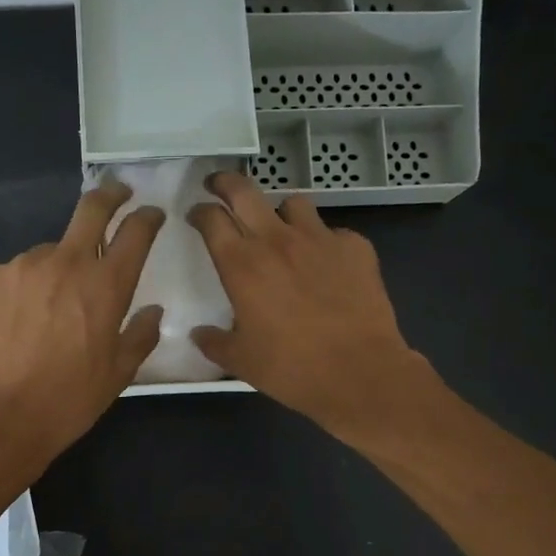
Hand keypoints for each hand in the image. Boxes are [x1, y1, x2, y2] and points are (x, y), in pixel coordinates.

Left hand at [0, 184, 164, 472]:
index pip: (135, 232)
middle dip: (110, 195)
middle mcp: (65, 262)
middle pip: (92, 208)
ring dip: (56, 268)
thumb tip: (153, 311)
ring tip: (47, 312)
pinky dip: (21, 289)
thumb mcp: (119, 374)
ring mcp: (21, 265)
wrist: (1, 418)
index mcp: (106, 285)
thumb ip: (141, 334)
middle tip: (117, 195)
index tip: (151, 214)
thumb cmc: (70, 400)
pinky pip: (13, 274)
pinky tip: (16, 323)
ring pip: (48, 253)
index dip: (147, 217)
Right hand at [187, 172, 432, 440]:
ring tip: (281, 230)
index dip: (199, 211)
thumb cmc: (291, 368)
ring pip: (293, 204)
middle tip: (219, 186)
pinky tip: (326, 264)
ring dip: (280, 213)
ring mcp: (320, 238)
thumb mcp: (241, 362)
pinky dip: (324, 242)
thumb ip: (215, 343)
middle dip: (226, 183)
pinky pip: (333, 232)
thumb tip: (198, 334)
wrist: (359, 372)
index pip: (212, 219)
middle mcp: (277, 241)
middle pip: (245, 191)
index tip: (196, 214)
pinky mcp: (355, 247)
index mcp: (242, 265)